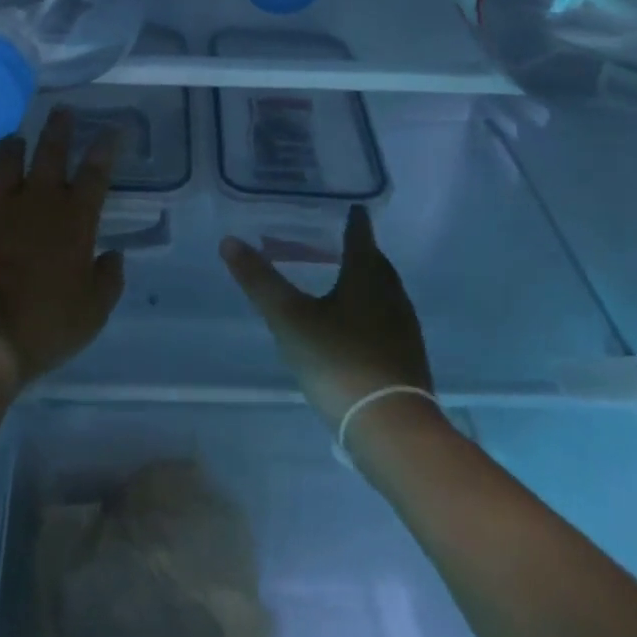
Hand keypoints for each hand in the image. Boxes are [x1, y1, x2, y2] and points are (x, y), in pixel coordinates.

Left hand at [0, 108, 125, 388]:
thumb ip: (108, 278)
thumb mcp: (93, 310)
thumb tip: (113, 256)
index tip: (113, 128)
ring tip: (17, 136)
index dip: (106, 147)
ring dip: (14, 145)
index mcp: (74, 219)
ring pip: (7, 161)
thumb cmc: (45, 324)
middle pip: (50, 153)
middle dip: (59, 129)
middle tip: (61, 110)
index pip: (96, 172)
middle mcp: (37, 201)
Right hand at [219, 205, 433, 427]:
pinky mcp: (406, 358)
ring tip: (345, 280)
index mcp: (367, 278)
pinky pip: (387, 319)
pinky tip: (356, 326)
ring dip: (367, 281)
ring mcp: (404, 329)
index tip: (352, 208)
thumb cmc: (338, 361)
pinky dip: (371, 310)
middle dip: (361, 250)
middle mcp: (392, 296)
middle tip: (340, 241)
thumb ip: (260, 281)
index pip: (361, 237)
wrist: (390, 428)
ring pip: (385, 292)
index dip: (355, 221)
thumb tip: (229, 241)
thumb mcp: (290, 319)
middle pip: (377, 264)